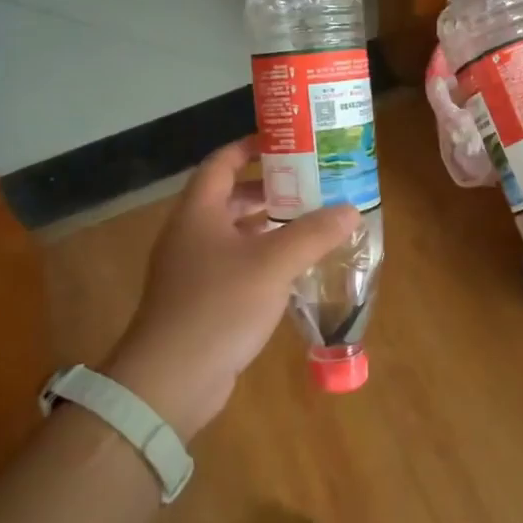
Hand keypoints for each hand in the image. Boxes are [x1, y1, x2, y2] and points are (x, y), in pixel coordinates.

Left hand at [103, 138, 358, 439]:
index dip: (250, 147)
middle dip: (269, 189)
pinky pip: (235, 265)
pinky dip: (262, 258)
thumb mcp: (273, 264)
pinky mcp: (201, 300)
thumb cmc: (219, 306)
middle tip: (310, 184)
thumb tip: (350, 209)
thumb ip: (313, 233)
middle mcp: (191, 234)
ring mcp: (192, 269)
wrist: (171, 380)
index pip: (221, 162)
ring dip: (268, 226)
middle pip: (229, 197)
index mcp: (198, 212)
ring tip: (310, 222)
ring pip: (234, 233)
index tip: (286, 143)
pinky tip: (292, 269)